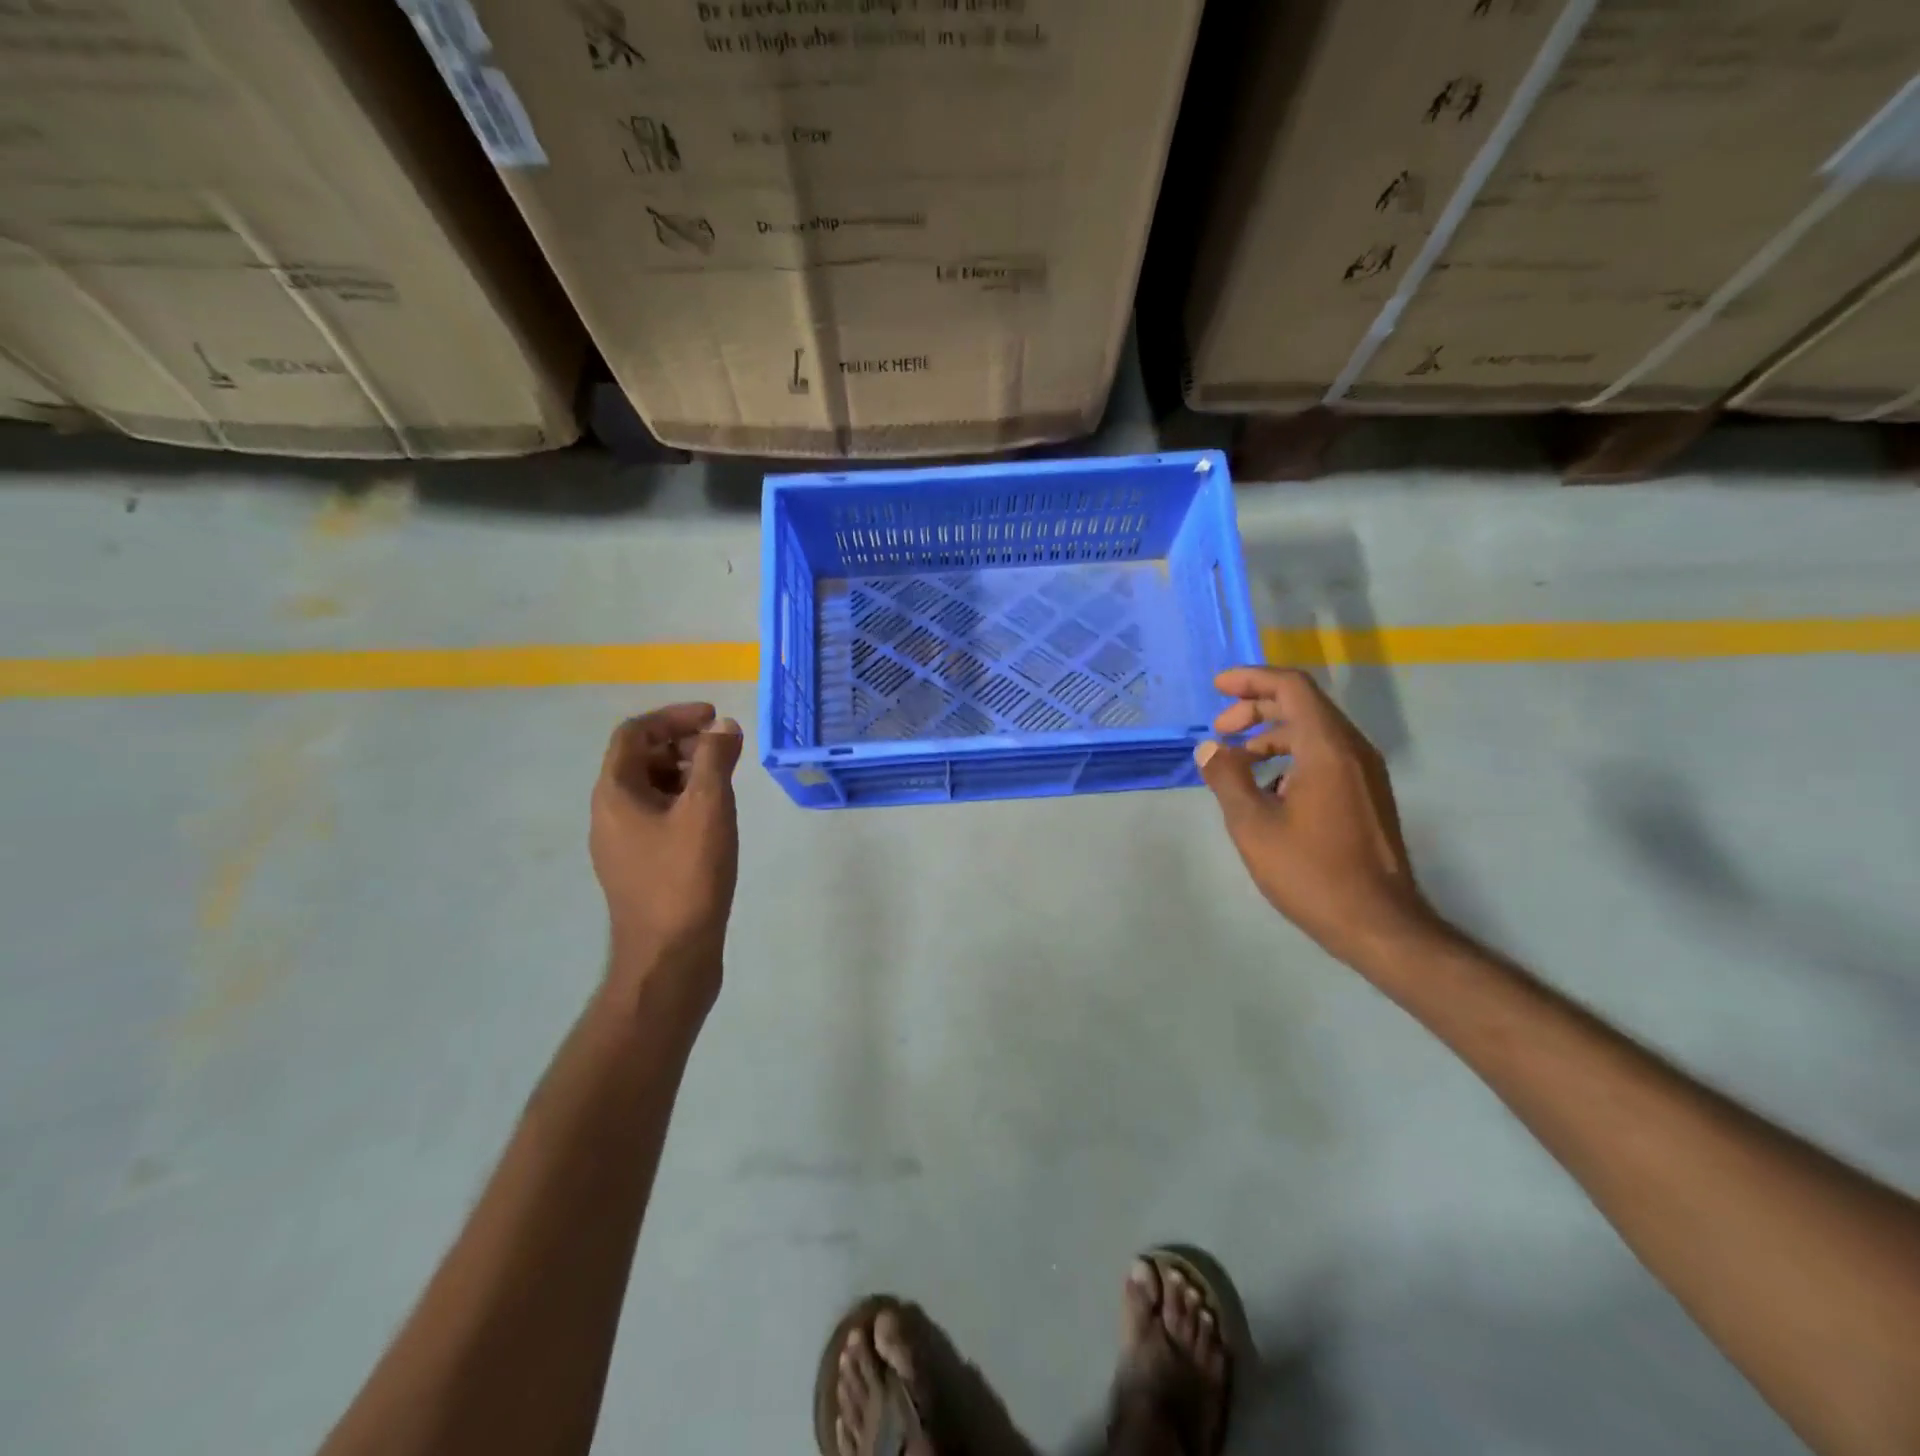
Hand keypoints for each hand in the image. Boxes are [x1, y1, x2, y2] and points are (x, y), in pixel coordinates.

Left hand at [589, 703, 743, 1008]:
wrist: (669, 957)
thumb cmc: (686, 877)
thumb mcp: (707, 809)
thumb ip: (715, 760)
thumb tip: (722, 727)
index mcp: (616, 794)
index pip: (635, 733)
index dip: (673, 717)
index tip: (713, 718)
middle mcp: (610, 814)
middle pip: (641, 759)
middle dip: (683, 744)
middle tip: (724, 749)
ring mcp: (622, 843)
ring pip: (651, 789)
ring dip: (686, 773)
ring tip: (725, 780)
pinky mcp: (640, 866)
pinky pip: (658, 817)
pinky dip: (685, 802)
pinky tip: (715, 818)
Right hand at [1196, 667, 1437, 969]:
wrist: (1378, 924)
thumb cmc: (1311, 872)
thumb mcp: (1253, 824)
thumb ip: (1227, 777)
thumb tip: (1210, 748)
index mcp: (1327, 748)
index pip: (1291, 688)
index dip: (1252, 679)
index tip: (1218, 687)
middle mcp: (1353, 750)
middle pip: (1303, 706)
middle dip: (1257, 708)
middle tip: (1220, 730)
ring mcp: (1365, 773)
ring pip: (1315, 732)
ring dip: (1272, 735)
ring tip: (1237, 762)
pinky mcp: (1367, 795)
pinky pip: (1326, 756)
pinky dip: (1292, 757)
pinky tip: (1268, 790)